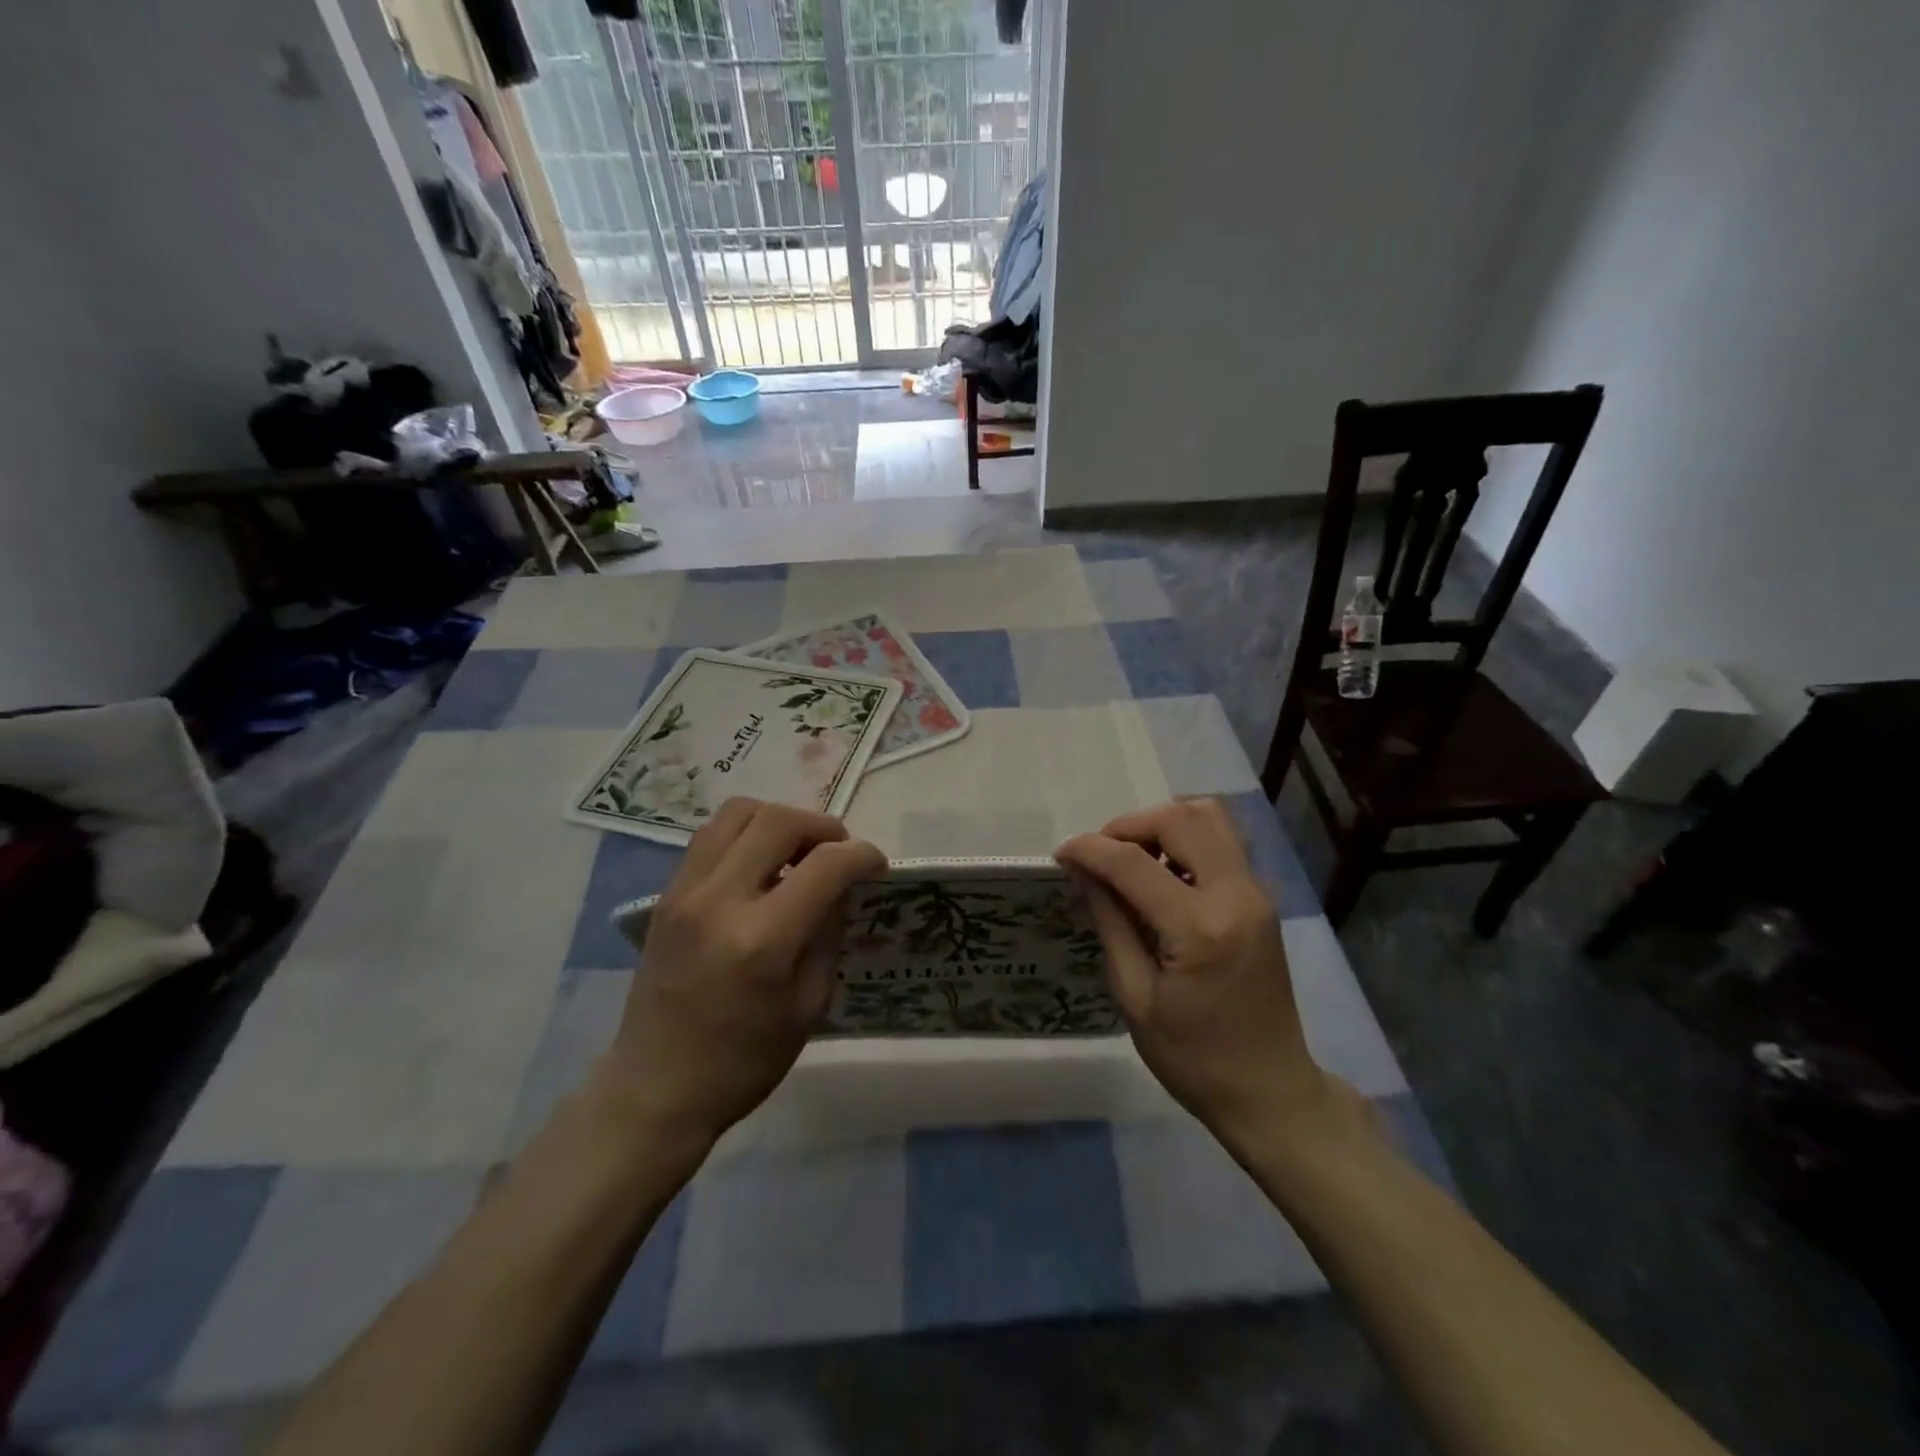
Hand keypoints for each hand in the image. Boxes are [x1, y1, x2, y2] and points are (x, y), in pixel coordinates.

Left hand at [594, 797, 885, 1152]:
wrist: (655, 1089)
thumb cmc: (744, 1061)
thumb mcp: (809, 1005)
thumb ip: (828, 933)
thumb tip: (841, 886)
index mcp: (762, 940)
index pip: (825, 865)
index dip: (862, 856)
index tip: (877, 865)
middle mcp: (719, 901)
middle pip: (778, 820)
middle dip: (822, 827)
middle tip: (839, 853)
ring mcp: (685, 892)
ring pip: (738, 812)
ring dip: (779, 821)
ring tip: (797, 852)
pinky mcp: (666, 895)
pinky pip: (711, 836)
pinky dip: (746, 835)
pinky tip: (760, 867)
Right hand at [1056, 799, 1356, 1158]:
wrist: (1270, 1091)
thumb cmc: (1193, 1058)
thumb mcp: (1135, 997)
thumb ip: (1110, 922)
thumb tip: (1084, 872)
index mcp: (1200, 928)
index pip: (1133, 863)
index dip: (1090, 849)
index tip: (1061, 853)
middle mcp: (1236, 895)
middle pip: (1179, 819)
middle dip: (1129, 826)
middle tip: (1100, 856)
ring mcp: (1256, 893)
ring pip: (1209, 818)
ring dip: (1162, 825)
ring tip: (1131, 859)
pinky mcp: (1261, 899)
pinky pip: (1222, 842)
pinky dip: (1185, 839)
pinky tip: (1162, 875)